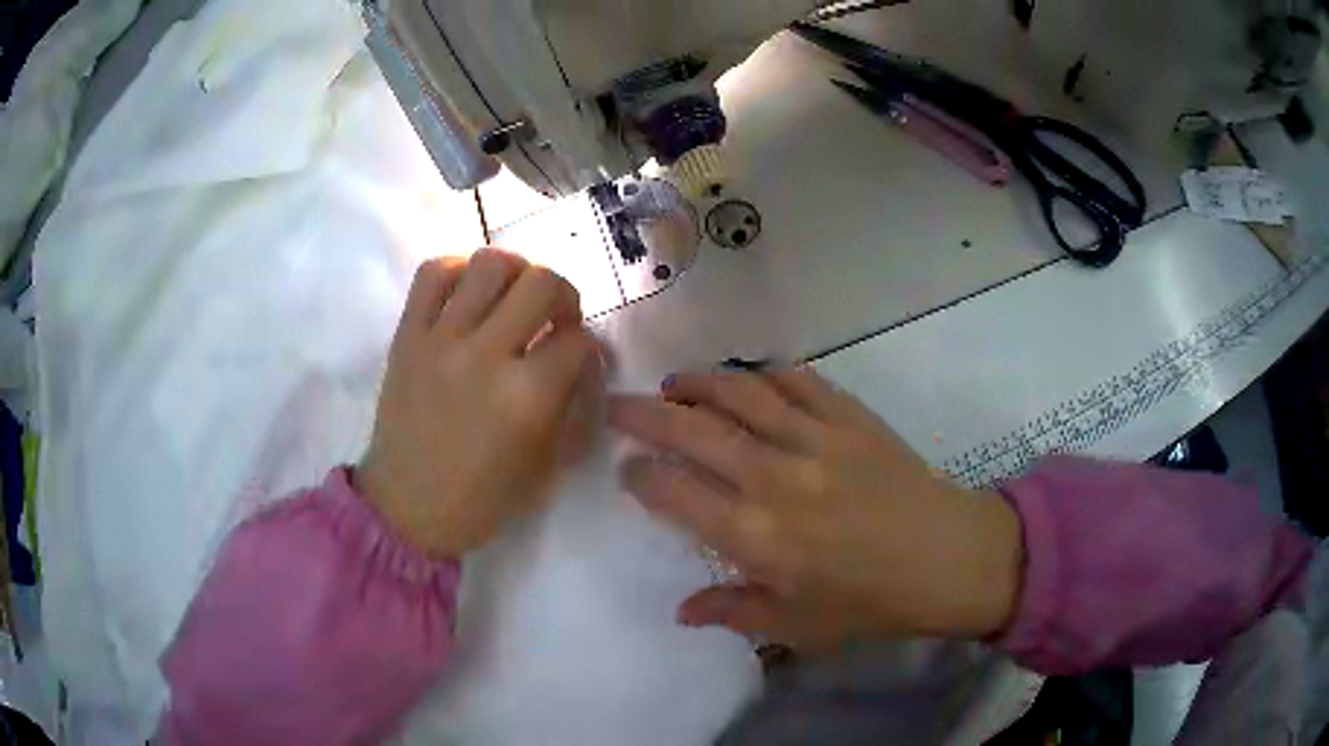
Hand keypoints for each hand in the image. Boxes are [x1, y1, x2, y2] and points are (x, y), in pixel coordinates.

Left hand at [357, 249, 602, 557]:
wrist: (408, 507)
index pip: (578, 341)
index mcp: (527, 398)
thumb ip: (573, 407)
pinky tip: (468, 291)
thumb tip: (585, 362)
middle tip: (555, 317)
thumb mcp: (548, 466)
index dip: (590, 347)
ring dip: (516, 273)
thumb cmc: (483, 499)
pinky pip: (432, 274)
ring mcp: (441, 340)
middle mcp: (485, 356)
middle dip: (563, 294)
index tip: (580, 358)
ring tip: (512, 296)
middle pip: (542, 282)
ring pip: (489, 264)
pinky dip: (458, 269)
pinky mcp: (407, 335)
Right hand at [608, 368, 1021, 646]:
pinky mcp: (850, 417)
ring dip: (698, 384)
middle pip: (693, 432)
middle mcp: (776, 478)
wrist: (948, 558)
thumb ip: (735, 612)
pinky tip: (747, 377)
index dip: (641, 476)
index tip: (627, 470)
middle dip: (645, 415)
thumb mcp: (798, 625)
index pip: (675, 493)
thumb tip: (682, 611)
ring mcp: (816, 439)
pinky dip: (764, 372)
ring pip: (740, 393)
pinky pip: (797, 379)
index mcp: (758, 537)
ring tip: (674, 384)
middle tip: (619, 405)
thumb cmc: (871, 602)